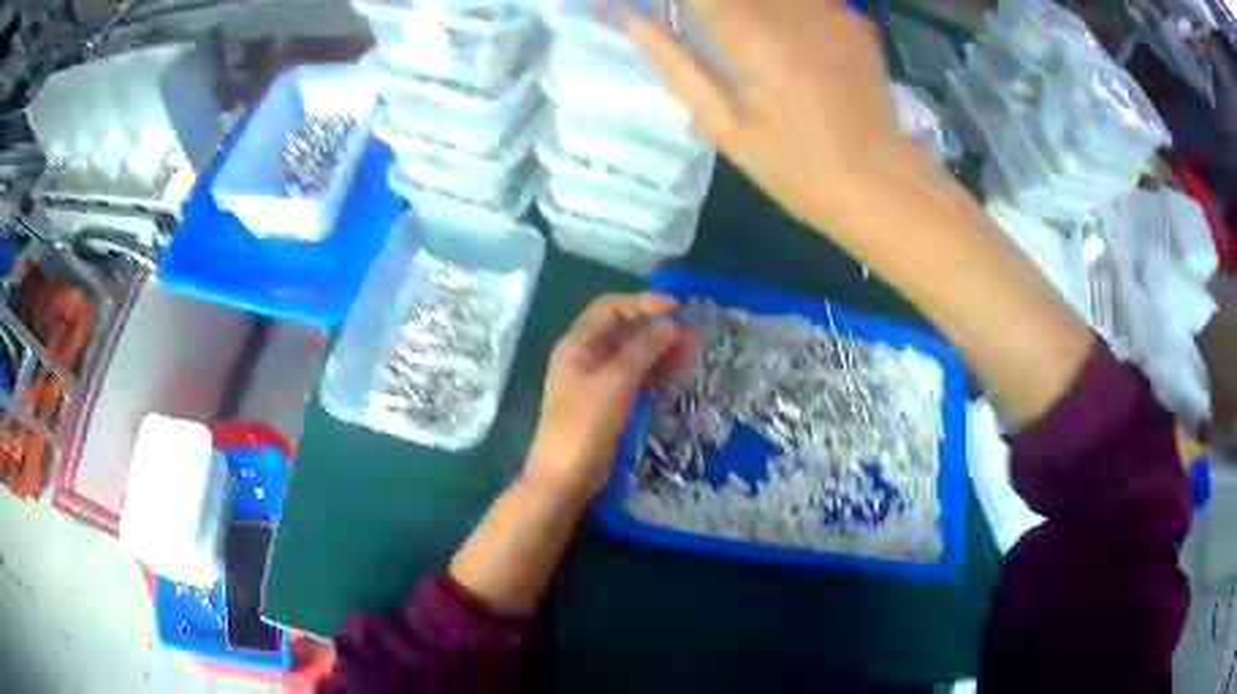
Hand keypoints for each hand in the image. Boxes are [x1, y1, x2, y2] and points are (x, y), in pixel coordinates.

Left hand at [527, 294, 684, 498]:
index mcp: (577, 344)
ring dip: (659, 351)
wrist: (565, 476)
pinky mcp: (608, 403)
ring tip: (690, 354)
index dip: (642, 303)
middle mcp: (585, 357)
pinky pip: (633, 378)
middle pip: (623, 331)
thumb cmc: (584, 424)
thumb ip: (643, 349)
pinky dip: (653, 373)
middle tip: (691, 336)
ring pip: (631, 356)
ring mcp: (596, 381)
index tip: (675, 308)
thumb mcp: (615, 382)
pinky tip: (675, 374)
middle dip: (656, 329)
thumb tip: (670, 323)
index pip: (610, 308)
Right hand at [621, 0, 906, 229]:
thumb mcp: (723, 126)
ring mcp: (830, 13)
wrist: (877, 184)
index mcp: (755, 42)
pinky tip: (781, 33)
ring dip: (745, 6)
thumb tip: (628, 18)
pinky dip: (782, 8)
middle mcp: (795, 14)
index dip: (682, 1)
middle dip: (713, 5)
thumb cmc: (793, 168)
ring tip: (741, 38)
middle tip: (708, 28)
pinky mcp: (852, 21)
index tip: (664, 10)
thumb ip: (674, 63)